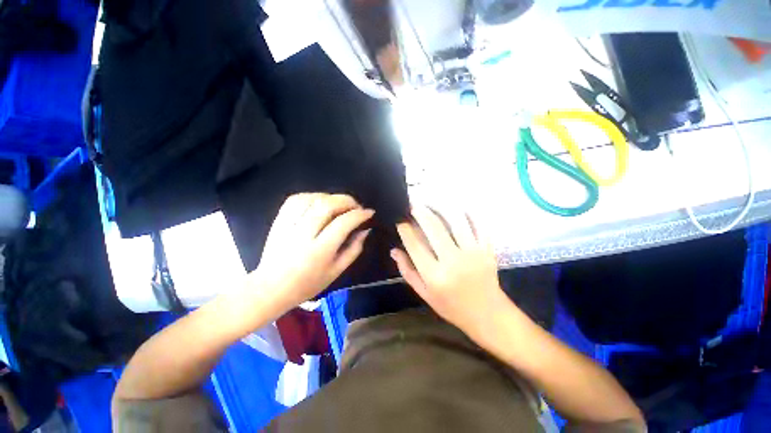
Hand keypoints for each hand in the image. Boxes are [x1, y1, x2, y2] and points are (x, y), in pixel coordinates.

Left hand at [253, 193, 374, 309]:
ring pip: (312, 199)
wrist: (271, 288)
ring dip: (331, 197)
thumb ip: (354, 249)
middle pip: (327, 205)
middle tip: (357, 206)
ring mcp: (289, 225)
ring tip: (340, 204)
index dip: (360, 214)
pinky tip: (320, 202)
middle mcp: (303, 234)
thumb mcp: (337, 271)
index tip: (369, 212)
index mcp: (320, 250)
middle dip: (347, 201)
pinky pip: (296, 199)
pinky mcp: (279, 221)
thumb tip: (365, 230)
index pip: (343, 223)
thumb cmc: (308, 284)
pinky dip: (312, 196)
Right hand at [392, 206, 507, 337]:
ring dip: (440, 207)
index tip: (399, 219)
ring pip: (455, 220)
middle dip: (419, 211)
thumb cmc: (452, 306)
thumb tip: (394, 250)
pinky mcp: (487, 248)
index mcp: (435, 275)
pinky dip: (466, 212)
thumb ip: (407, 271)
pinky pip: (477, 223)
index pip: (414, 244)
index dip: (404, 228)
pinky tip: (455, 207)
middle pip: (433, 227)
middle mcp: (453, 261)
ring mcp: (473, 252)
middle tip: (412, 204)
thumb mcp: (424, 293)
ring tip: (430, 202)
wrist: (488, 314)